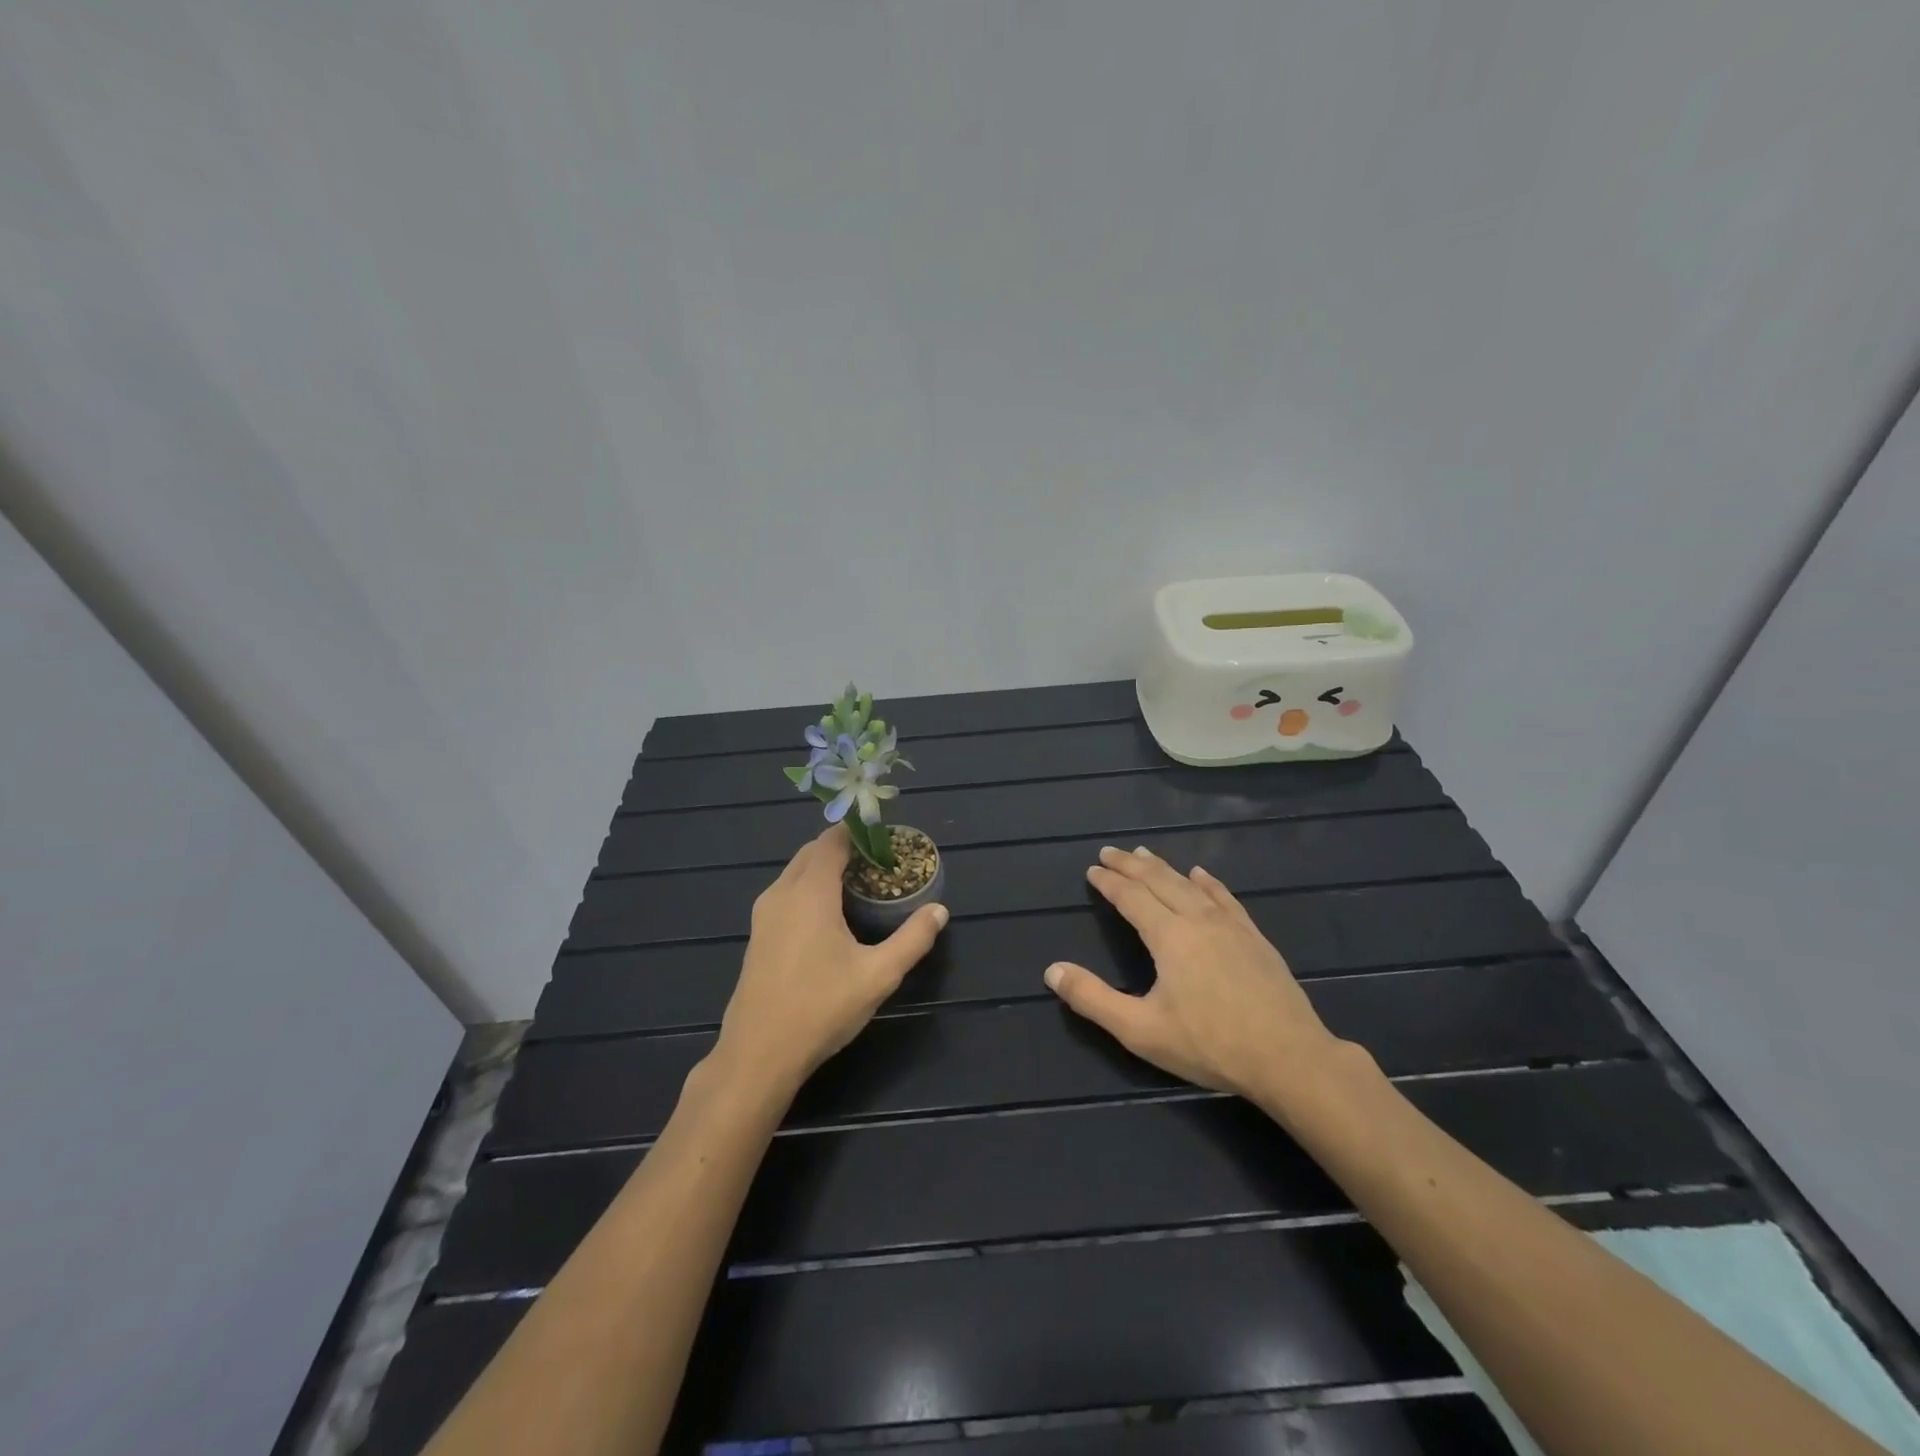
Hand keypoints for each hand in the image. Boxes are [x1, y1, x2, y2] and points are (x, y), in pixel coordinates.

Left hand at [713, 825, 947, 1099]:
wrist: (758, 1054)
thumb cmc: (821, 1008)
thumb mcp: (878, 975)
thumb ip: (912, 939)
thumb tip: (939, 910)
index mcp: (810, 892)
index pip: (832, 840)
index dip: (859, 832)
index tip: (886, 839)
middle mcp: (782, 893)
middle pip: (812, 852)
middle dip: (844, 848)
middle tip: (879, 862)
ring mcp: (764, 914)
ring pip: (796, 873)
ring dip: (824, 868)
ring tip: (860, 885)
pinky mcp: (758, 935)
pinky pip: (786, 893)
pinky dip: (809, 887)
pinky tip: (831, 916)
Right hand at [1044, 845, 1346, 1108]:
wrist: (1288, 1058)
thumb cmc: (1209, 1044)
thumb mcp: (1140, 1030)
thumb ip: (1093, 999)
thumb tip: (1052, 970)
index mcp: (1168, 936)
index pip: (1131, 897)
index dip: (1109, 882)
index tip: (1092, 869)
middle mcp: (1197, 919)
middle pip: (1158, 881)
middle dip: (1130, 865)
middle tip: (1110, 851)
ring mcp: (1230, 925)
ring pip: (1189, 884)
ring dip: (1163, 867)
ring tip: (1144, 853)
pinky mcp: (1254, 937)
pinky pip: (1224, 897)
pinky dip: (1207, 881)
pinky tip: (1201, 874)